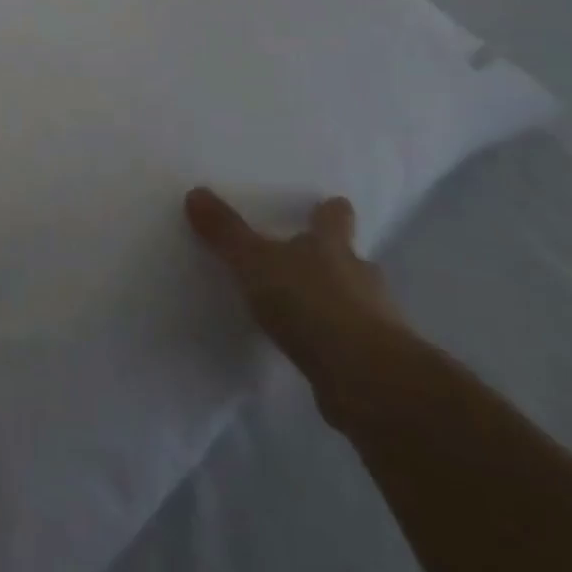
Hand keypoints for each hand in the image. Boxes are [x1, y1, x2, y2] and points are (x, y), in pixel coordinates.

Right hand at [185, 188, 407, 426]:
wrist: (366, 379)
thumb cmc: (311, 303)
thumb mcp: (255, 262)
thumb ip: (226, 232)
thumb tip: (196, 192)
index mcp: (332, 247)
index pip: (335, 218)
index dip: (331, 213)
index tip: (330, 206)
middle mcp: (360, 277)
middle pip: (351, 260)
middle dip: (334, 261)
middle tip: (308, 263)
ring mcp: (376, 322)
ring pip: (357, 303)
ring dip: (337, 305)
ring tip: (307, 312)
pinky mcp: (375, 364)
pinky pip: (353, 345)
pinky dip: (337, 345)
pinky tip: (316, 354)